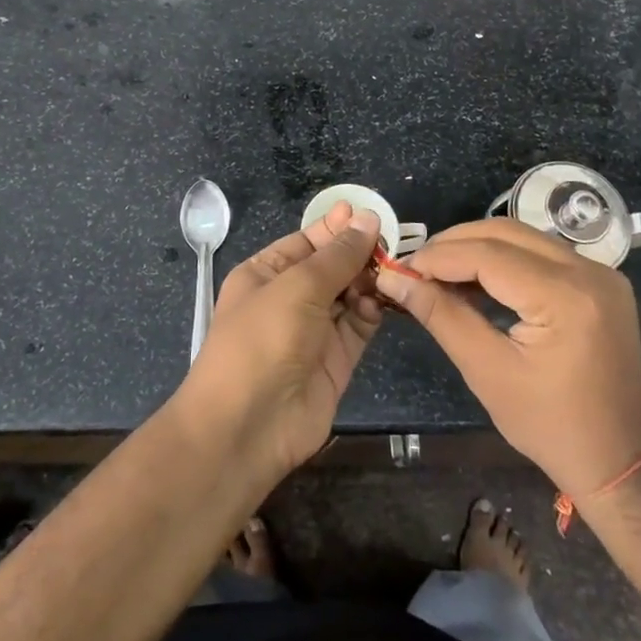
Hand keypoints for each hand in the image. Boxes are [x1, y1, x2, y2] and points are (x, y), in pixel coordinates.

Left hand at [177, 202, 383, 486]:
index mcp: (265, 274)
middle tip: (392, 243)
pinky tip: (381, 301)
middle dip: (359, 254)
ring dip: (369, 282)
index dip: (337, 228)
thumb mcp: (298, 286)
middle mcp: (289, 299)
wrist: (247, 426)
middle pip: (331, 267)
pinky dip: (371, 312)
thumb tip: (367, 219)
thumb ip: (338, 255)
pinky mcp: (335, 361)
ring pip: (349, 295)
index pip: (307, 242)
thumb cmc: (262, 339)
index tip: (371, 215)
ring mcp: (313, 331)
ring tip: (391, 269)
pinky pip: (358, 327)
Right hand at [373, 218, 640, 497]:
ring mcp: (601, 273)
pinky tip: (476, 281)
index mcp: (566, 297)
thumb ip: (441, 316)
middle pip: (506, 233)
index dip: (438, 256)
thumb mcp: (487, 372)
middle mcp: (589, 271)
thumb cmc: (550, 427)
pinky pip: (542, 254)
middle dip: (455, 244)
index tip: (400, 268)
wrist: (621, 462)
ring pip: (523, 238)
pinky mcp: (601, 282)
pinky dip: (505, 260)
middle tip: (415, 267)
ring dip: (477, 248)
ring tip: (438, 272)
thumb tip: (394, 279)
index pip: (488, 254)